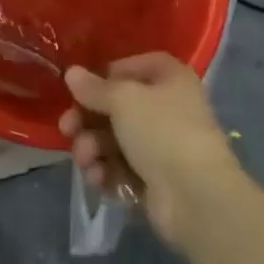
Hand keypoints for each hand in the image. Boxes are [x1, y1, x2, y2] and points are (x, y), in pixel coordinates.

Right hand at [59, 53, 244, 250]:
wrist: (195, 197)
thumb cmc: (161, 131)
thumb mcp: (122, 99)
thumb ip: (94, 87)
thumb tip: (72, 73)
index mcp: (171, 79)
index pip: (133, 66)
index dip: (106, 75)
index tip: (82, 87)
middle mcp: (169, 108)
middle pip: (118, 106)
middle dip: (88, 120)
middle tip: (67, 129)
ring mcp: (163, 146)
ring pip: (115, 140)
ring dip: (93, 148)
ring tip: (86, 160)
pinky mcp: (155, 179)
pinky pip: (122, 168)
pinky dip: (107, 172)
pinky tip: (99, 179)